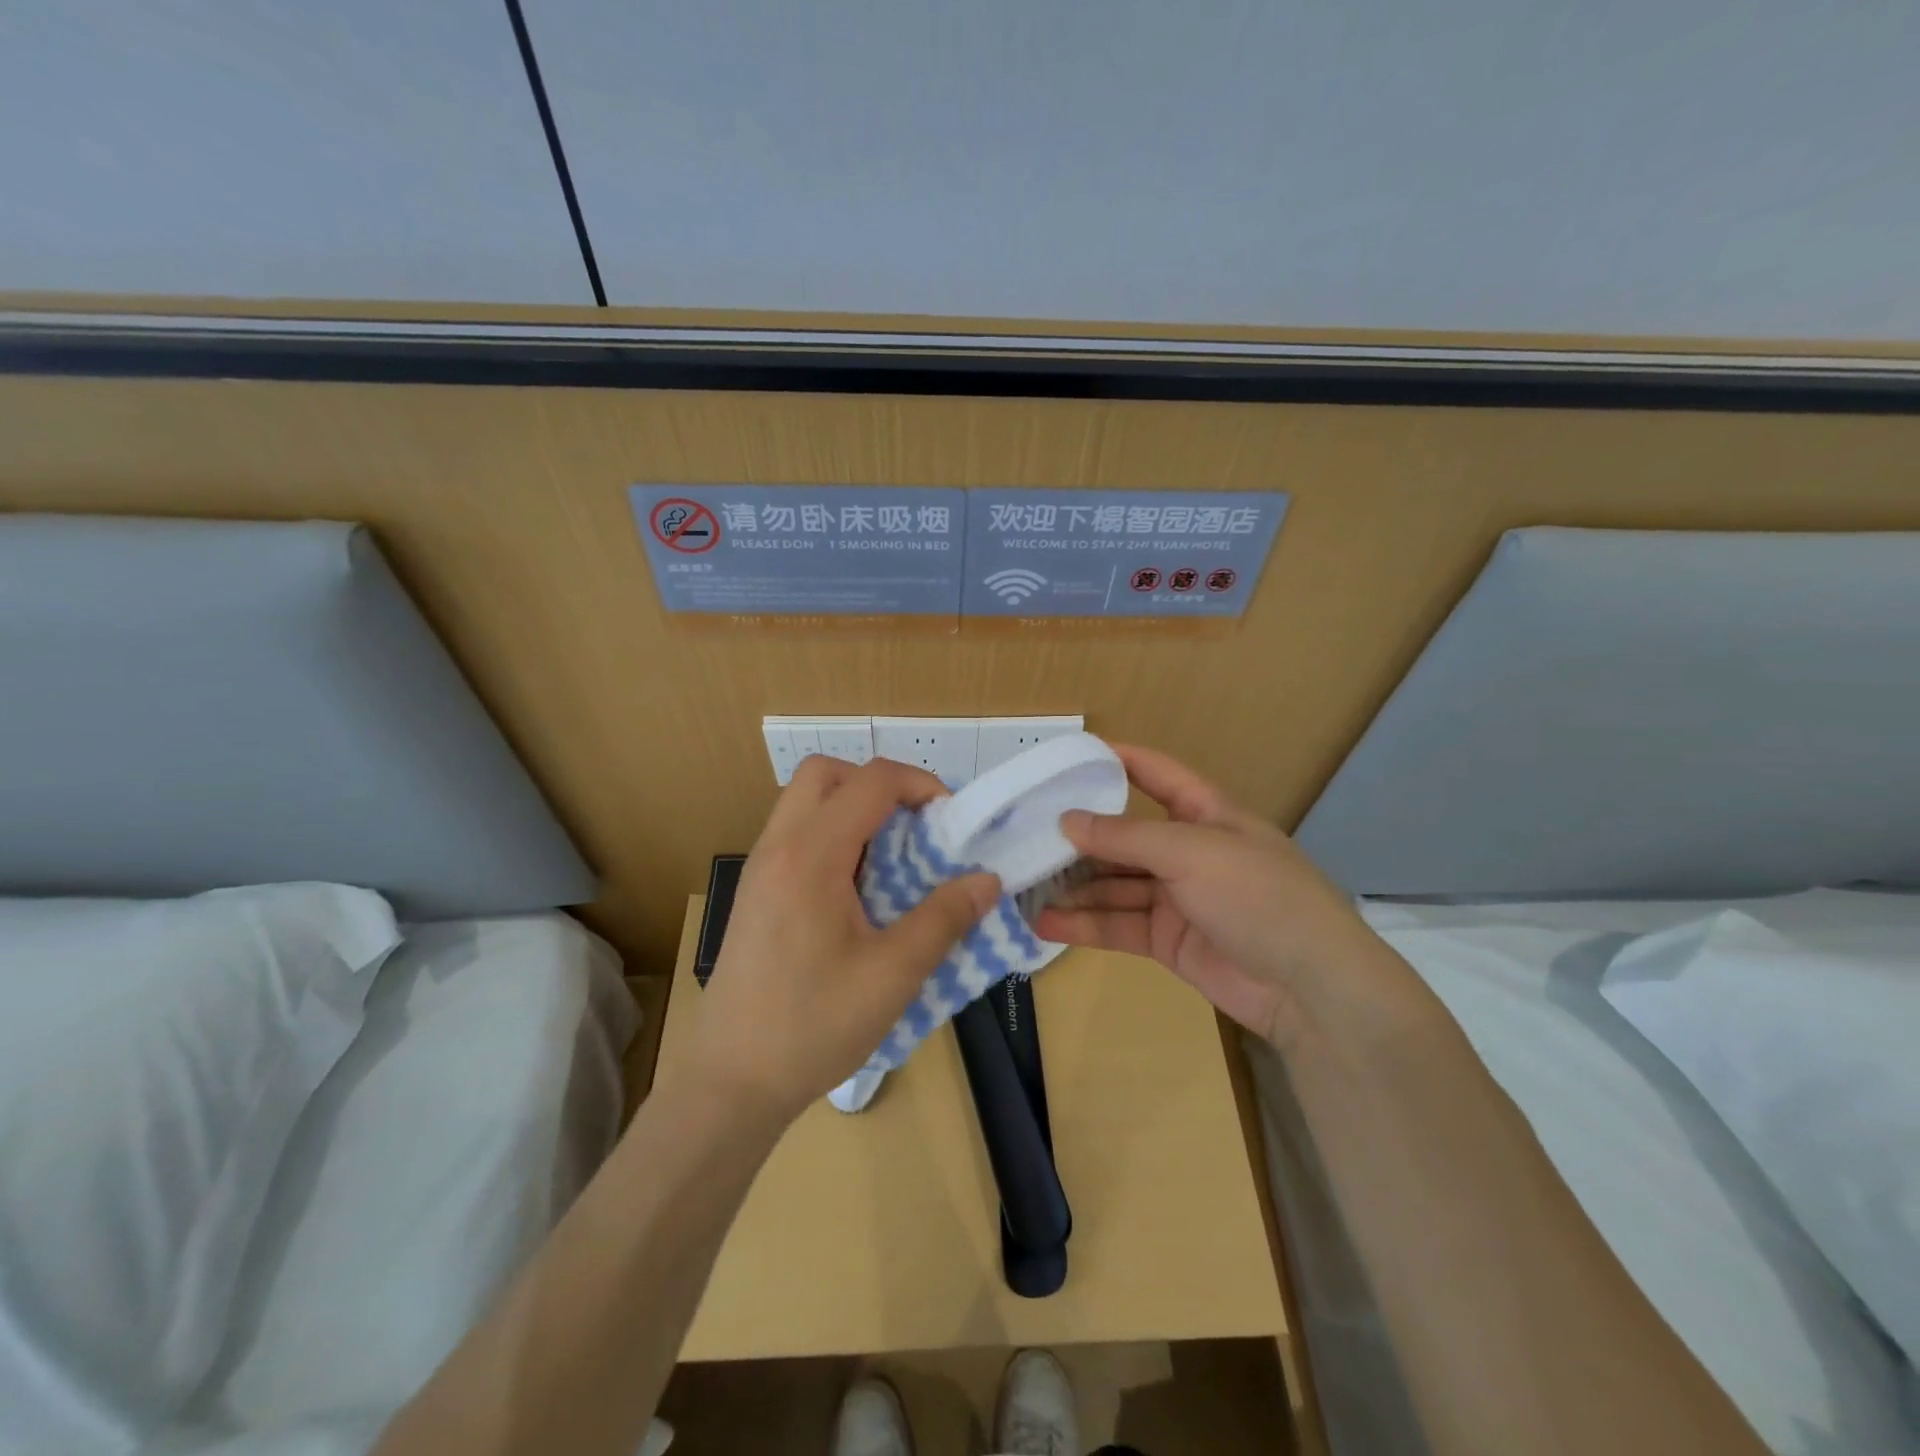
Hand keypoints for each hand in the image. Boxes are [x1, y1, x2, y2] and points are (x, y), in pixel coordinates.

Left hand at [678, 756, 999, 1126]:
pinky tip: (857, 890)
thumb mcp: (893, 975)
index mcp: (810, 856)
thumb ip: (944, 918)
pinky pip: (795, 833)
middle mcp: (778, 846)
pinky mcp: (755, 892)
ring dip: (852, 807)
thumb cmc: (812, 1026)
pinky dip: (832, 834)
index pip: (870, 781)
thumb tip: (987, 880)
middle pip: (825, 773)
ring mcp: (759, 868)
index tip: (951, 819)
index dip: (919, 784)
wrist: (730, 1082)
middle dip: (877, 784)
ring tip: (891, 857)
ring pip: (805, 800)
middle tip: (914, 826)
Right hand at [1034, 745, 1432, 1052]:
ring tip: (1023, 885)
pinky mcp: (1168, 941)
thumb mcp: (1192, 852)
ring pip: (1114, 885)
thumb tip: (1067, 820)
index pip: (1156, 774)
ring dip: (1073, 887)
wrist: (1311, 988)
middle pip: (1124, 836)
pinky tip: (1045, 923)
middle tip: (1025, 835)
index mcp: (1206, 814)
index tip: (1068, 757)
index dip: (1118, 761)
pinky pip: (1118, 925)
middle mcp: (1188, 851)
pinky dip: (1084, 925)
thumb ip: (1126, 836)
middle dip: (1079, 837)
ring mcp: (1177, 898)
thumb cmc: (1258, 896)